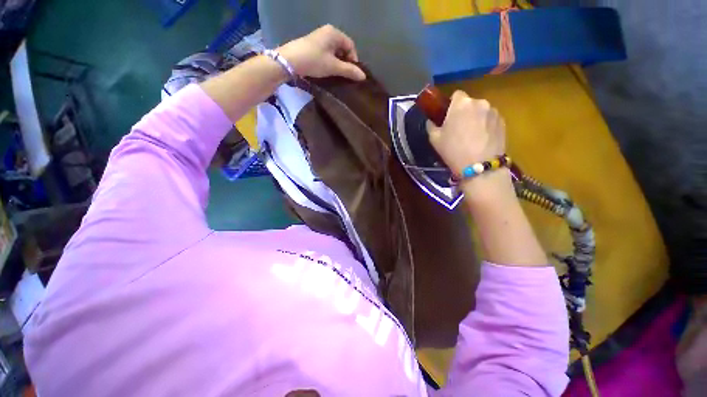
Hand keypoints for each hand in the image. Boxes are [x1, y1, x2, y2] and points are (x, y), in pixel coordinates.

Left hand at [278, 25, 365, 80]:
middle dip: (345, 62)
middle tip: (343, 75)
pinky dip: (329, 61)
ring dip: (337, 63)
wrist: (289, 61)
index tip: (351, 73)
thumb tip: (363, 76)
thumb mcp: (333, 67)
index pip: (351, 46)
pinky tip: (326, 70)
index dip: (353, 60)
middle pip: (342, 48)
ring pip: (334, 51)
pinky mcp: (312, 45)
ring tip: (335, 74)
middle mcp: (327, 32)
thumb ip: (349, 71)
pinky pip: (326, 52)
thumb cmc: (314, 61)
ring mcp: (318, 37)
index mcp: (334, 33)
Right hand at [426, 91, 505, 175]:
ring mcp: (493, 111)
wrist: (479, 166)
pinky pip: (491, 119)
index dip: (451, 105)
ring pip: (481, 111)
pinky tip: (482, 140)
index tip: (448, 117)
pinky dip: (486, 125)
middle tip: (458, 128)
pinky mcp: (503, 122)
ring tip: (472, 136)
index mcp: (461, 104)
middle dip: (464, 112)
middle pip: (470, 103)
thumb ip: (431, 126)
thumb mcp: (434, 139)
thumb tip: (431, 121)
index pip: (456, 94)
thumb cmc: (453, 150)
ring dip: (476, 118)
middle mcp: (479, 102)